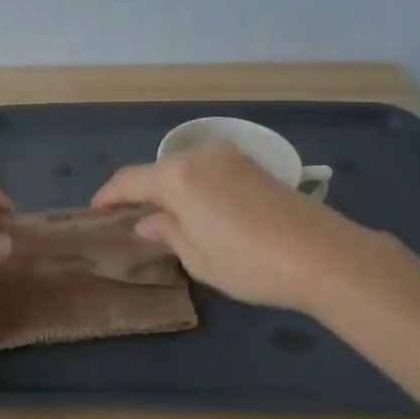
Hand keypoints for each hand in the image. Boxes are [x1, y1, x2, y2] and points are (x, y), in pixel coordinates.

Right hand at [92, 141, 357, 311]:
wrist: (324, 255)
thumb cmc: (249, 262)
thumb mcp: (198, 257)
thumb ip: (167, 232)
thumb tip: (148, 220)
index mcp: (177, 177)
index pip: (130, 180)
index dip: (109, 196)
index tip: (95, 210)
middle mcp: (200, 156)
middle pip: (159, 171)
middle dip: (142, 193)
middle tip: (131, 218)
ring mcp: (231, 157)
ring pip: (186, 169)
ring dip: (171, 189)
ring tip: (166, 217)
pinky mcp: (255, 165)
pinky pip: (210, 172)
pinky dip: (196, 188)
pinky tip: (200, 210)